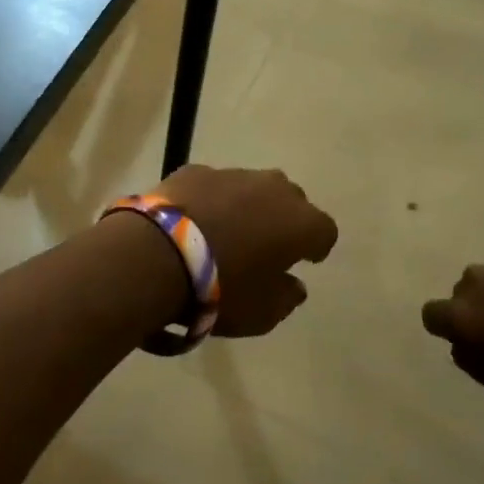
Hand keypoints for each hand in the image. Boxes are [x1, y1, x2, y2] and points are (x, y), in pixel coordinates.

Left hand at [154, 165, 337, 336]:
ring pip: (251, 187)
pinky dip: (211, 201)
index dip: (317, 246)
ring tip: (227, 231)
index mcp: (300, 222)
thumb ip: (287, 297)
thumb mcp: (263, 313)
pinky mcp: (196, 170)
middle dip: (283, 219)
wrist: (158, 253)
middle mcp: (273, 188)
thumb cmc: (222, 289)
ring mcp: (233, 174)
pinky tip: (194, 222)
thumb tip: (293, 284)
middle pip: (291, 200)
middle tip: (267, 244)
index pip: (324, 231)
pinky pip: (213, 186)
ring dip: (247, 206)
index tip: (305, 260)